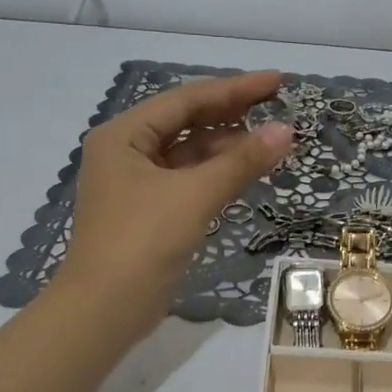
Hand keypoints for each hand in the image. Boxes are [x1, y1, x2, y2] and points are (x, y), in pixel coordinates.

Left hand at [57, 69, 293, 340]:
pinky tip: (245, 171)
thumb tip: (286, 130)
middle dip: (232, 113)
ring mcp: (137, 184)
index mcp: (124, 135)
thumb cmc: (143, 242)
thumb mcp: (194, 196)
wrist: (105, 310)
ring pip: (189, 153)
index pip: (186, 100)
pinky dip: (216, 174)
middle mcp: (126, 152)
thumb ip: (241, 161)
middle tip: (278, 104)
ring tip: (270, 139)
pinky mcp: (150, 212)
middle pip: (186, 122)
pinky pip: (188, 180)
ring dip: (227, 146)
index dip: (235, 88)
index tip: (277, 81)